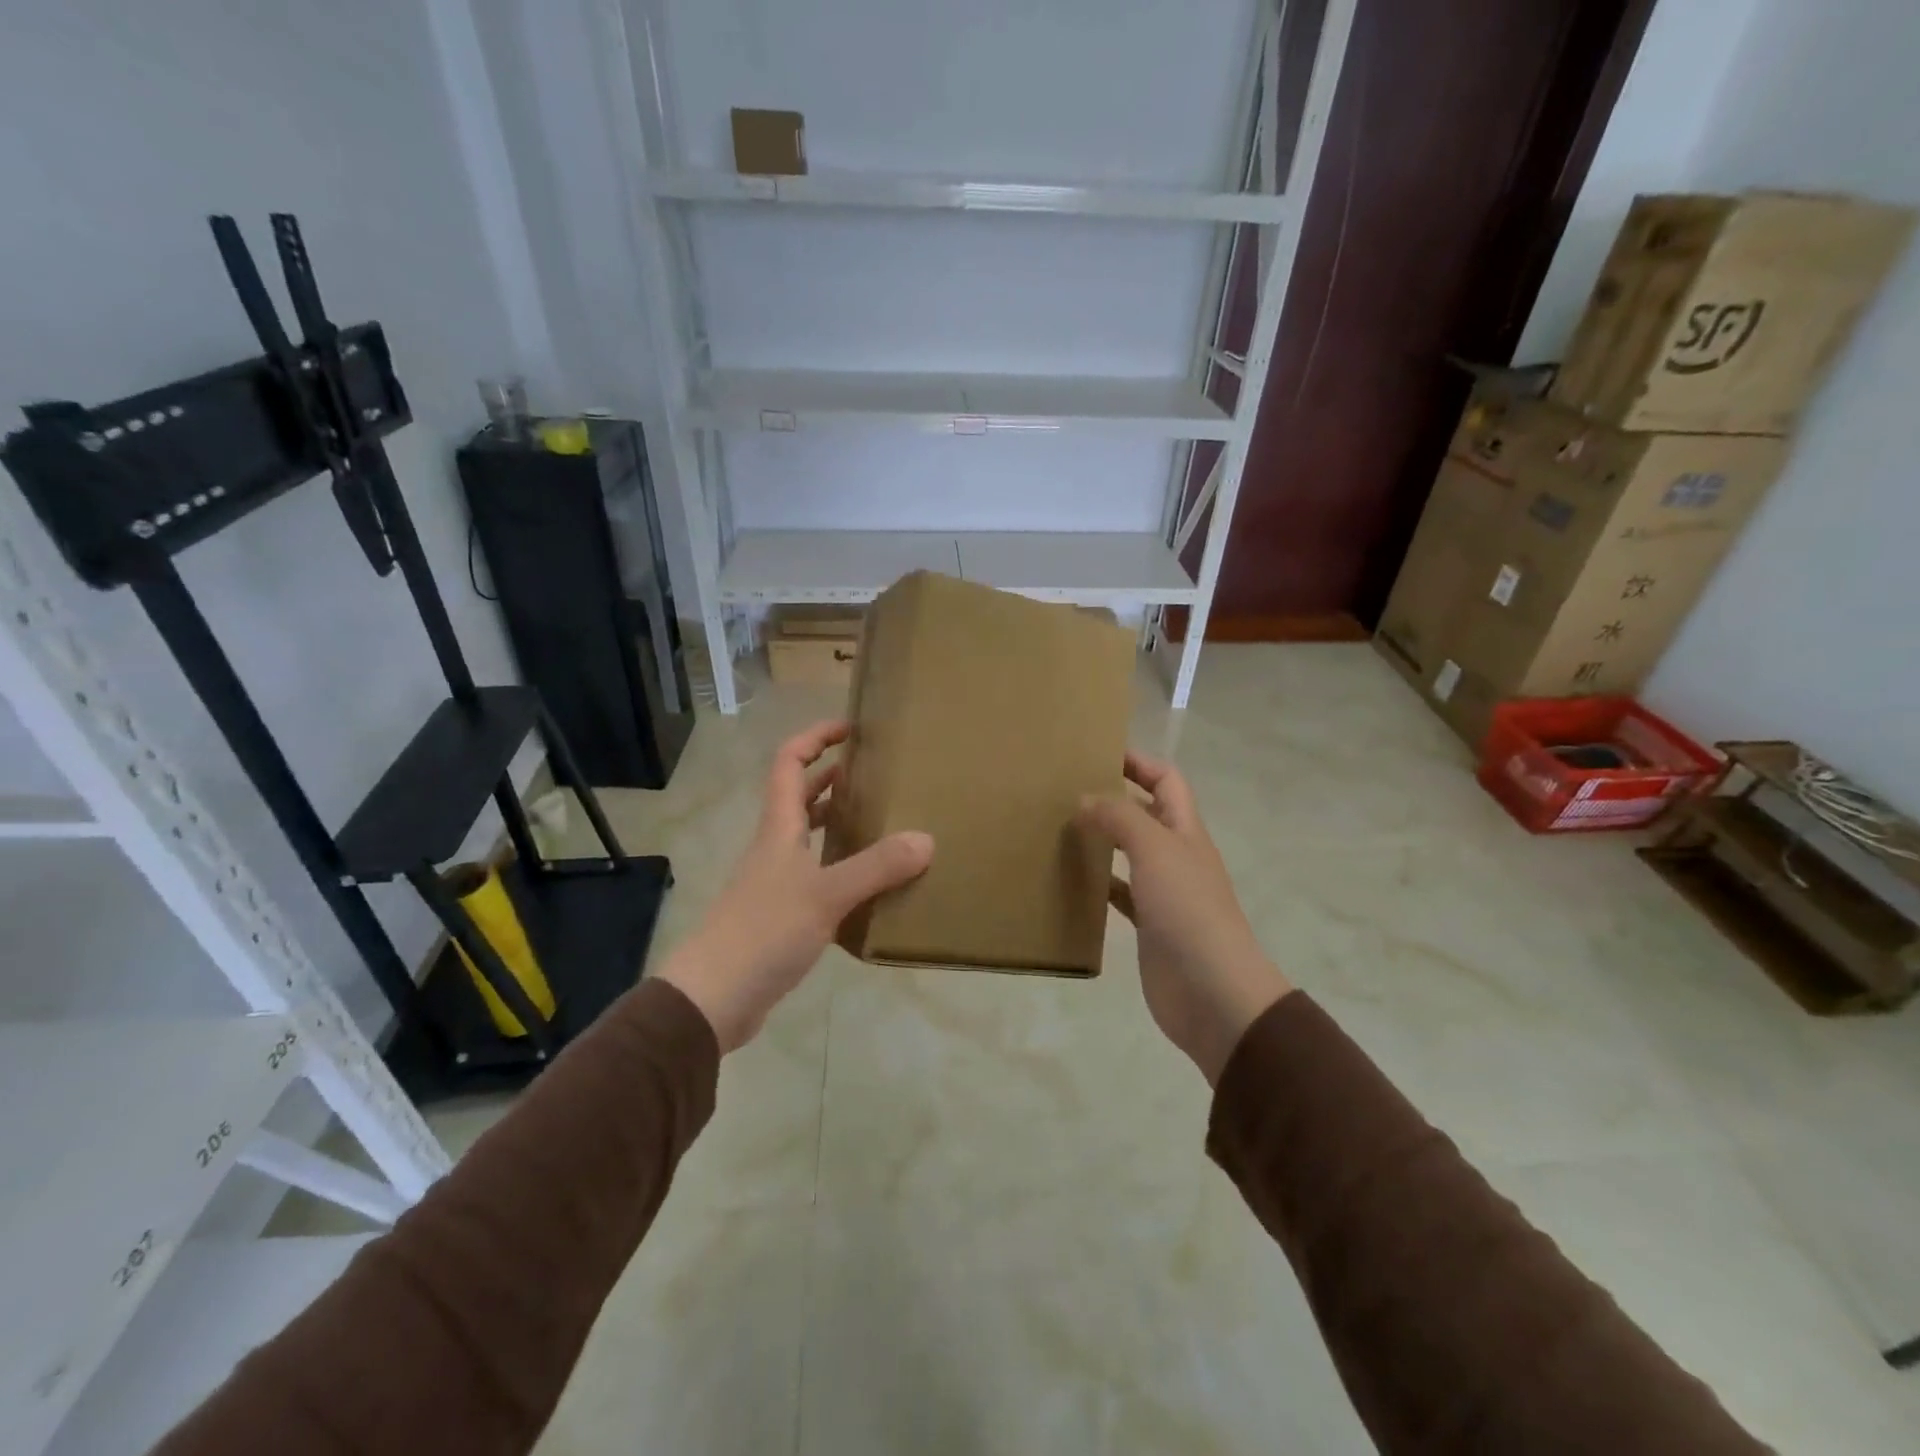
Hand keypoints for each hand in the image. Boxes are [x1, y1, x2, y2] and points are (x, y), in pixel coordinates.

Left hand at [658, 720, 932, 1052]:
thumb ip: (875, 867)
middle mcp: (774, 848)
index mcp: (779, 829)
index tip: (851, 728)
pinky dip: (840, 869)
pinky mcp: (780, 916)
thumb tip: (926, 840)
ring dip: (836, 822)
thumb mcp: (825, 895)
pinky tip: (869, 886)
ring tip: (880, 821)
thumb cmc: (763, 932)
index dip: (815, 738)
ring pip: (807, 839)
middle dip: (831, 777)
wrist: (712, 998)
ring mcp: (774, 883)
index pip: (789, 763)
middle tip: (875, 773)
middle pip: (798, 797)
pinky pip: (815, 877)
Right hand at [1079, 752, 1291, 1084]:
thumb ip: (1120, 818)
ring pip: (1129, 853)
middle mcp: (1176, 855)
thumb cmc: (1188, 910)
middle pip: (1146, 813)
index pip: (1166, 780)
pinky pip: (1120, 893)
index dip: (1138, 762)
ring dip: (1102, 839)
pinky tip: (1073, 880)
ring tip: (1061, 828)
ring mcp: (1163, 892)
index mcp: (1185, 831)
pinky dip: (1099, 882)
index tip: (1097, 752)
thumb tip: (1086, 798)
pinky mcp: (1149, 925)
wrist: (1212, 992)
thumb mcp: (1155, 850)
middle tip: (1067, 789)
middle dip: (1114, 797)